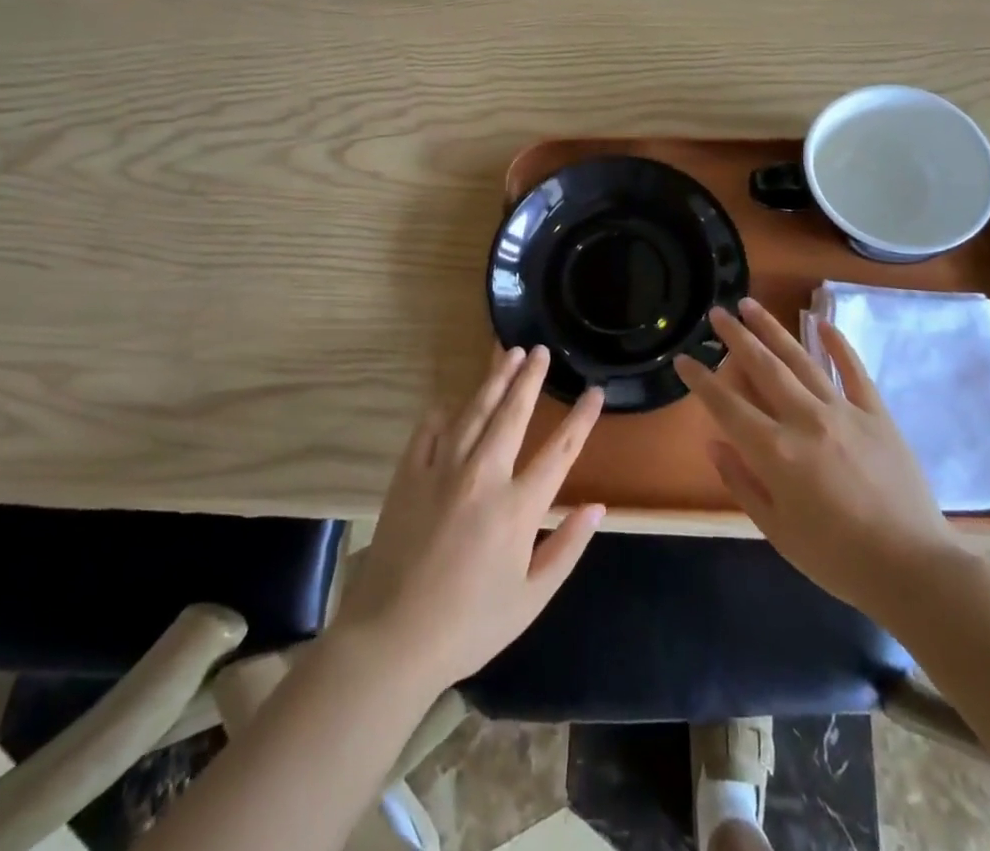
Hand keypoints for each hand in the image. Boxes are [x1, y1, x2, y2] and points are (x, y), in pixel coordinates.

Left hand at [332, 346, 605, 692]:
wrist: (392, 638)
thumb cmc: (470, 625)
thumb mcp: (531, 598)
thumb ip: (567, 548)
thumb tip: (597, 507)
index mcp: (518, 508)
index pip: (560, 450)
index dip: (582, 418)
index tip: (595, 391)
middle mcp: (483, 476)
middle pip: (512, 414)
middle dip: (530, 378)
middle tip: (541, 351)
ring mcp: (442, 470)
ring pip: (474, 411)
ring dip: (493, 380)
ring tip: (508, 353)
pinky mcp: (409, 475)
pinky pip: (429, 430)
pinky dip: (443, 412)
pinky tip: (451, 400)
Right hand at [675, 299, 966, 614]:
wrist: (914, 569)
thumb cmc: (837, 558)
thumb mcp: (777, 531)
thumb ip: (741, 483)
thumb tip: (713, 444)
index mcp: (775, 451)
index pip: (726, 406)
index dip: (700, 381)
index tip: (683, 359)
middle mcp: (805, 419)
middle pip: (763, 367)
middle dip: (735, 337)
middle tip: (716, 312)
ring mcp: (843, 411)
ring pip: (801, 359)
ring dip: (773, 329)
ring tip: (751, 304)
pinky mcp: (876, 414)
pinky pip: (853, 370)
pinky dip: (837, 344)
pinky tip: (820, 322)